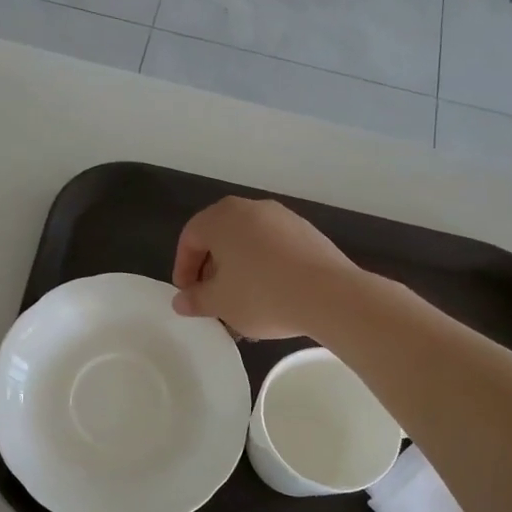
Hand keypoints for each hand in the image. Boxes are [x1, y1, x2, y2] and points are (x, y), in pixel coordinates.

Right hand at [171, 196, 360, 339]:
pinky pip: (274, 247)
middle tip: (212, 298)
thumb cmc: (262, 294)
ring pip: (249, 242)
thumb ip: (195, 299)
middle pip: (220, 236)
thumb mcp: (220, 303)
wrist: (330, 295)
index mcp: (222, 218)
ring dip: (239, 269)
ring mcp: (283, 217)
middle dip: (211, 269)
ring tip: (242, 301)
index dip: (183, 269)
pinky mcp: (307, 232)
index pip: (190, 238)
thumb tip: (181, 301)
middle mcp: (251, 208)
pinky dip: (265, 267)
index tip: (188, 296)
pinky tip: (272, 294)